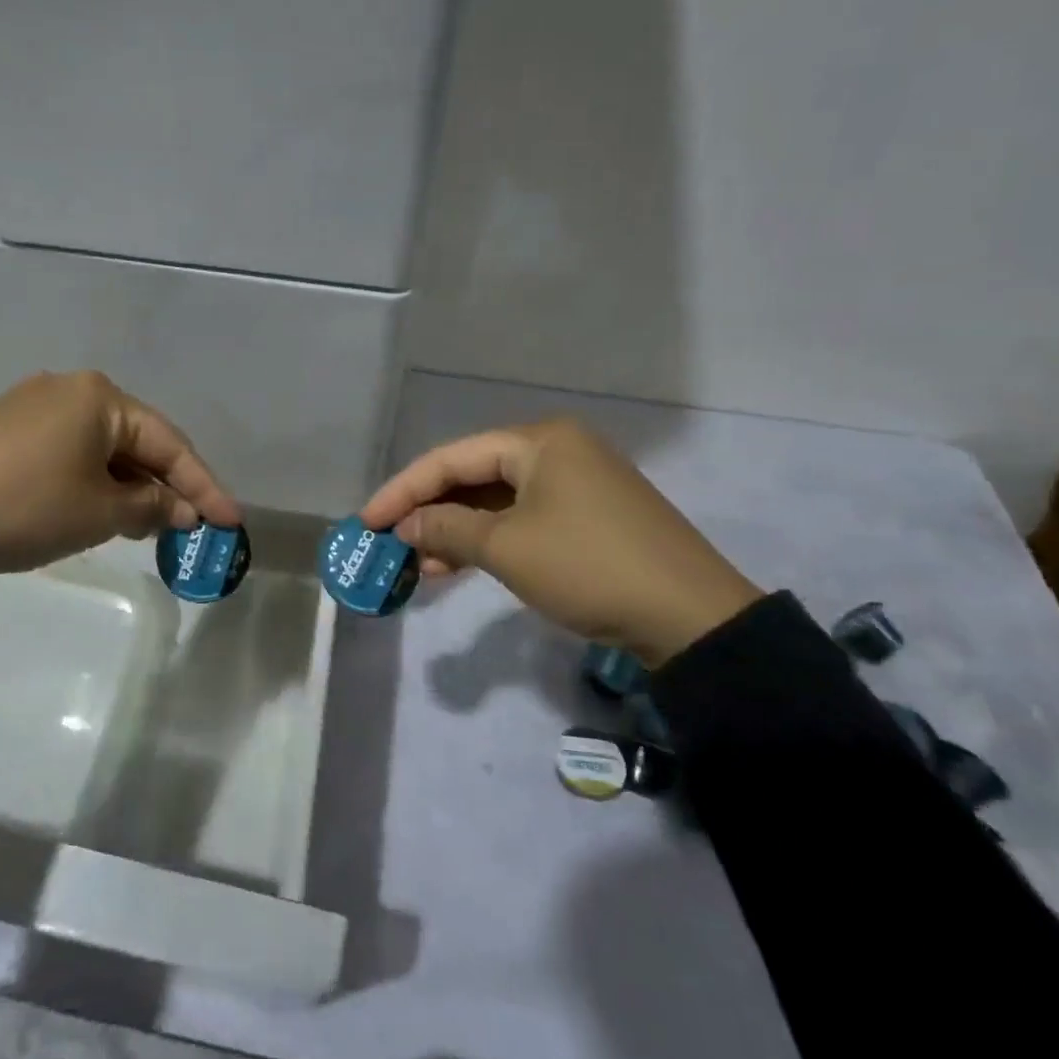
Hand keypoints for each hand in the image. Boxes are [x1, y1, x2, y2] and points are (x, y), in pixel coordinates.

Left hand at [0, 371, 242, 576]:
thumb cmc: (29, 507)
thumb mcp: (101, 512)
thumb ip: (152, 506)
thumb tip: (182, 510)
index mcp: (100, 396)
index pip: (168, 443)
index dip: (204, 486)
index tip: (232, 521)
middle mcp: (71, 388)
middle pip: (137, 441)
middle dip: (165, 486)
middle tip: (192, 526)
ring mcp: (34, 405)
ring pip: (103, 447)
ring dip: (130, 486)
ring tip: (150, 525)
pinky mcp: (9, 428)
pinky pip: (72, 451)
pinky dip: (95, 481)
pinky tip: (103, 509)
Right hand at [360, 419, 761, 665]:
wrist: (692, 618)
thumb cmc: (588, 567)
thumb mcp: (507, 548)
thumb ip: (447, 529)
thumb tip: (405, 526)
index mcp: (539, 440)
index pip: (452, 458)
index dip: (403, 490)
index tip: (366, 520)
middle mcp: (557, 450)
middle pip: (474, 475)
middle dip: (430, 511)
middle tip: (390, 542)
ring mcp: (577, 483)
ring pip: (497, 501)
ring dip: (456, 531)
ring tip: (419, 564)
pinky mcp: (589, 516)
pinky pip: (523, 519)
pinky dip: (489, 541)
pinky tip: (459, 566)